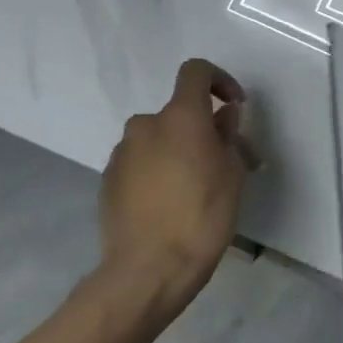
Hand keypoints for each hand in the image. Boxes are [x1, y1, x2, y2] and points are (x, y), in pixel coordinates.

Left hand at [97, 58, 257, 315]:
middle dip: (203, 129)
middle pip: (179, 112)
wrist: (148, 270)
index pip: (196, 72)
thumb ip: (227, 136)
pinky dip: (159, 170)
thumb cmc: (203, 215)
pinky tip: (172, 203)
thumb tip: (222, 117)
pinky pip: (141, 162)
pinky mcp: (108, 181)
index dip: (219, 80)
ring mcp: (122, 153)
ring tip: (200, 187)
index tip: (234, 107)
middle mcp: (146, 125)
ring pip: (159, 139)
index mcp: (180, 116)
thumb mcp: (232, 172)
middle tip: (227, 161)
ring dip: (180, 150)